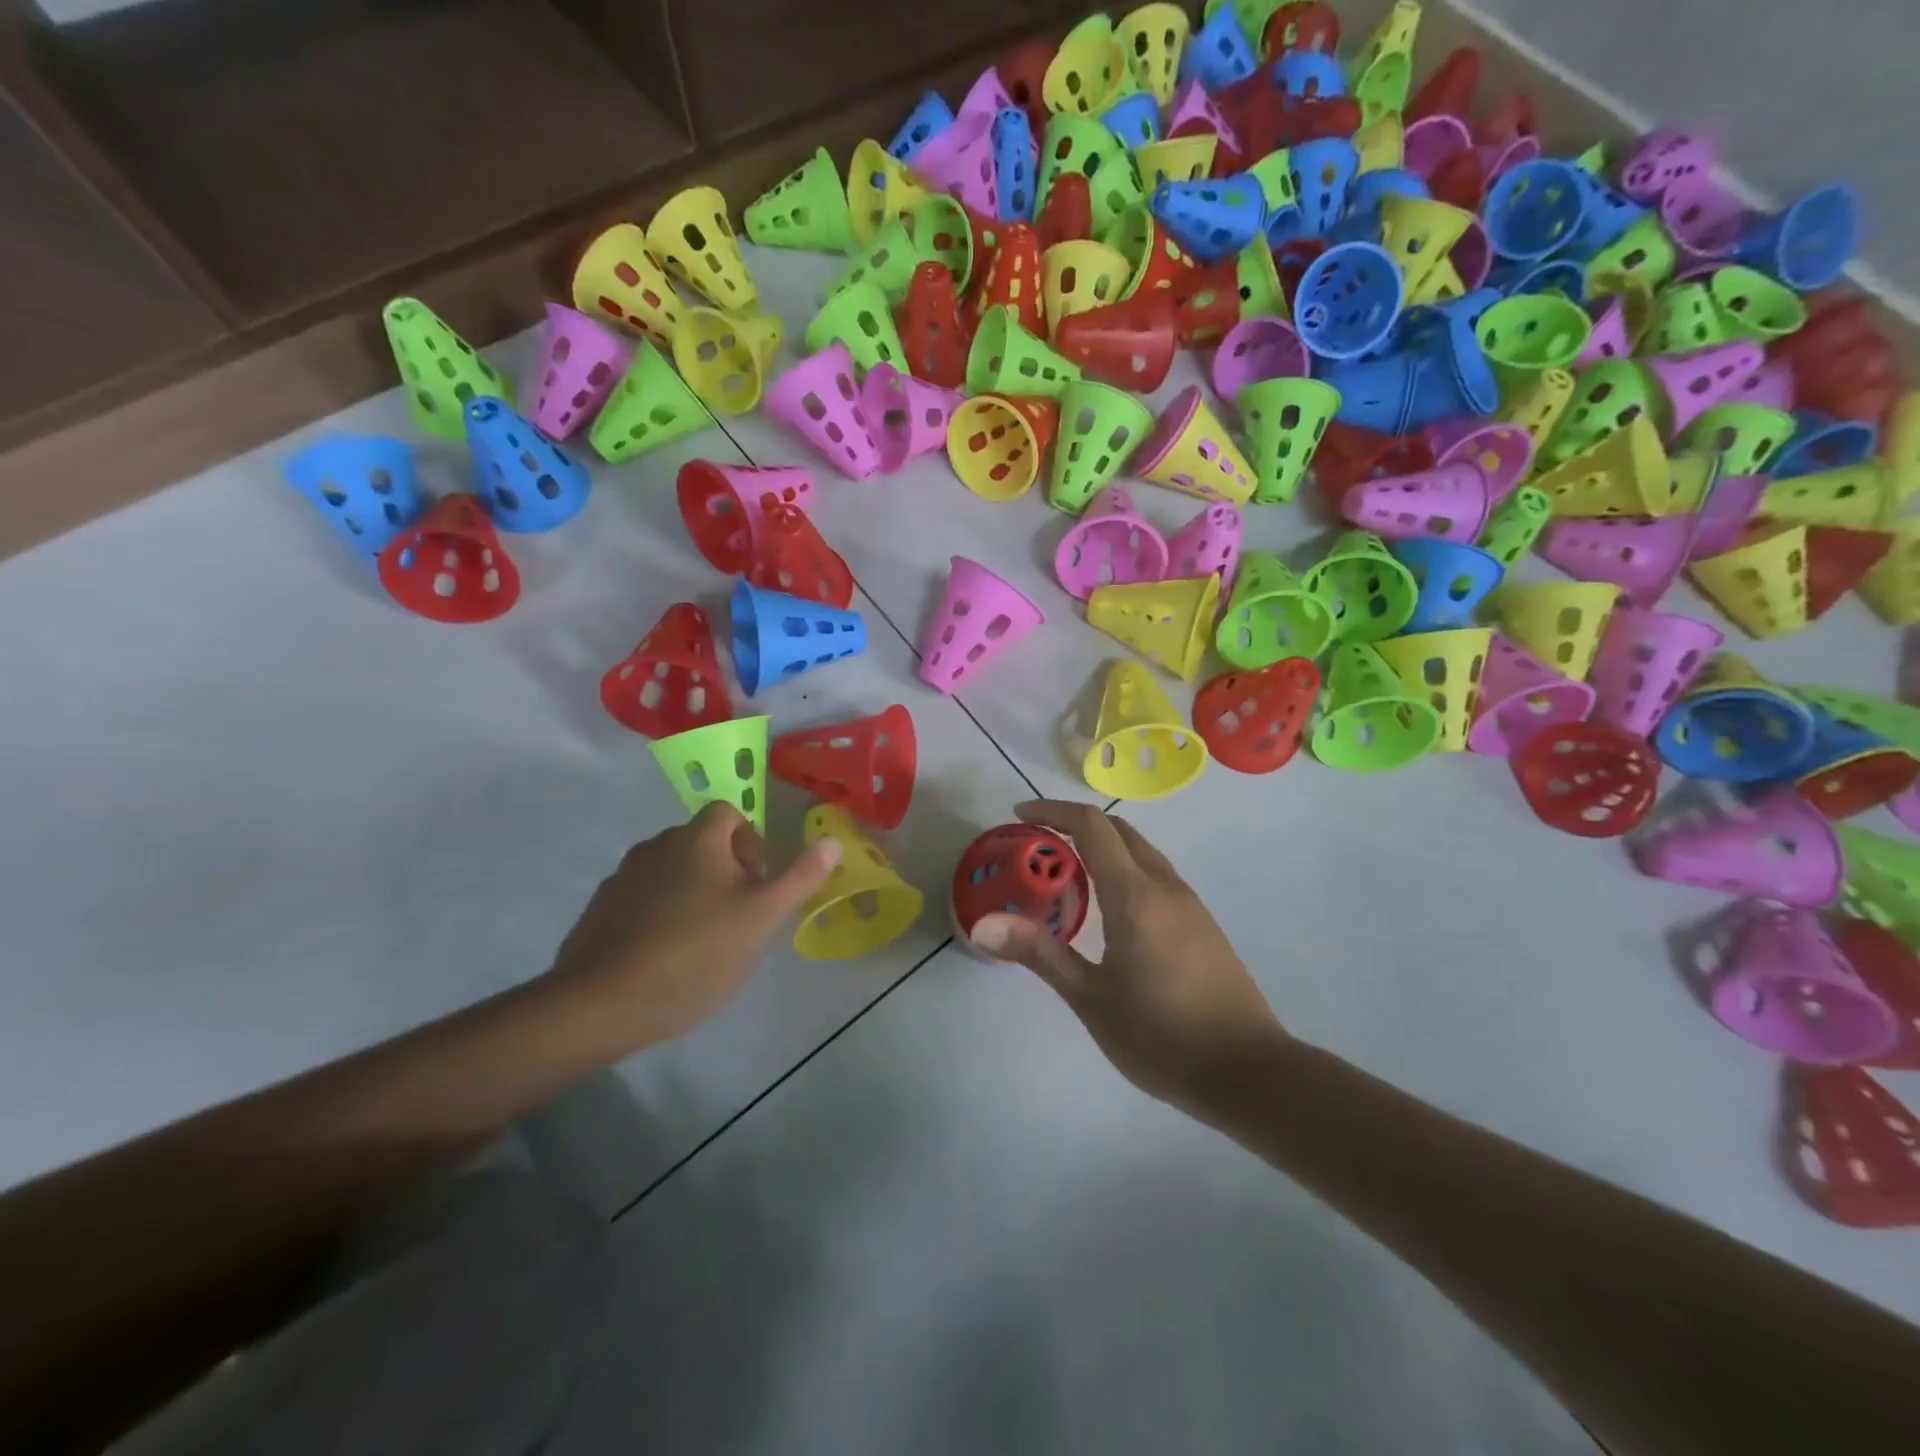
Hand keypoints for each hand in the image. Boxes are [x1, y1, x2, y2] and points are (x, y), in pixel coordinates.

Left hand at [547, 802, 840, 1045]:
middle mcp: (656, 846)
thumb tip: (832, 841)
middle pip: (700, 842)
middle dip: (725, 870)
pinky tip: (665, 956)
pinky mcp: (599, 910)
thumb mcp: (762, 917)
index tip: (757, 883)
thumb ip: (799, 878)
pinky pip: (641, 899)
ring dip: (691, 892)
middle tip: (738, 916)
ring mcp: (622, 878)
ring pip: (670, 871)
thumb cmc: (696, 952)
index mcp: (696, 839)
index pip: (728, 812)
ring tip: (703, 940)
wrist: (603, 1002)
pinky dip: (659, 914)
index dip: (750, 841)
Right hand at [969, 801, 1287, 1116]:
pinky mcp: (1203, 925)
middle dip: (1076, 825)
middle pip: (1119, 830)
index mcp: (1135, 895)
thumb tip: (982, 923)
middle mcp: (1165, 887)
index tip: (1019, 814)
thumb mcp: (1090, 998)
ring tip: (1068, 875)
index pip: (1092, 825)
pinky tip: (1111, 911)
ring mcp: (1190, 905)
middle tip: (1039, 844)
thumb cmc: (1161, 1036)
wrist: (1249, 1073)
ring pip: (1141, 853)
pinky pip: (1156, 876)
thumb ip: (1038, 953)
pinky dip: (1125, 870)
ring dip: (1103, 847)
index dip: (1053, 811)